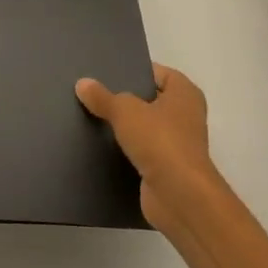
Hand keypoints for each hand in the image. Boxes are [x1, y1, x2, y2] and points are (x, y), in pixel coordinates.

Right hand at [75, 63, 221, 228]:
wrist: (179, 196)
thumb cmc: (160, 141)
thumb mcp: (124, 111)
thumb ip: (102, 97)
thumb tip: (82, 83)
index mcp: (185, 93)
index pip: (157, 73)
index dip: (133, 71)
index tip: (105, 73)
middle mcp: (185, 116)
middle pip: (149, 100)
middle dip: (124, 99)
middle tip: (93, 93)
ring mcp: (177, 144)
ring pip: (144, 127)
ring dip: (124, 127)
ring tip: (91, 117)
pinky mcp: (166, 168)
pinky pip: (141, 151)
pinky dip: (125, 150)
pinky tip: (99, 145)